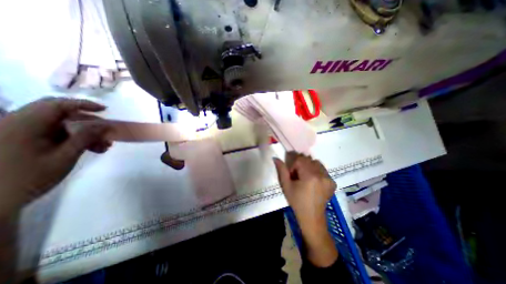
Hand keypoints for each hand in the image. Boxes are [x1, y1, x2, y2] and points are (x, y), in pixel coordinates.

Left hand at [0, 98, 110, 212]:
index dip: (83, 104)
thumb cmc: (29, 178)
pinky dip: (74, 139)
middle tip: (107, 132)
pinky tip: (90, 149)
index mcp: (23, 125)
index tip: (105, 110)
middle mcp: (19, 124)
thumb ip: (85, 138)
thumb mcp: (64, 157)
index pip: (57, 105)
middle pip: (60, 114)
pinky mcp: (23, 141)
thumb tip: (104, 125)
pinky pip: (54, 134)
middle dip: (88, 122)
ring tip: (103, 146)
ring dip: (84, 133)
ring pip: (61, 126)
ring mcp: (19, 133)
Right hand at [273, 152, 334, 226]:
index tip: (292, 175)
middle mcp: (322, 175)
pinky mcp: (333, 182)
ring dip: (309, 167)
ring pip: (316, 163)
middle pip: (309, 160)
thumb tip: (276, 158)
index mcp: (310, 176)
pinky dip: (316, 171)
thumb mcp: (286, 185)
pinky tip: (313, 181)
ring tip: (306, 178)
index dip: (294, 165)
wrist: (311, 217)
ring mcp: (329, 178)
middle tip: (298, 177)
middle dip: (301, 165)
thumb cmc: (296, 201)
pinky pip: (323, 169)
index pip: (300, 159)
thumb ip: (282, 170)